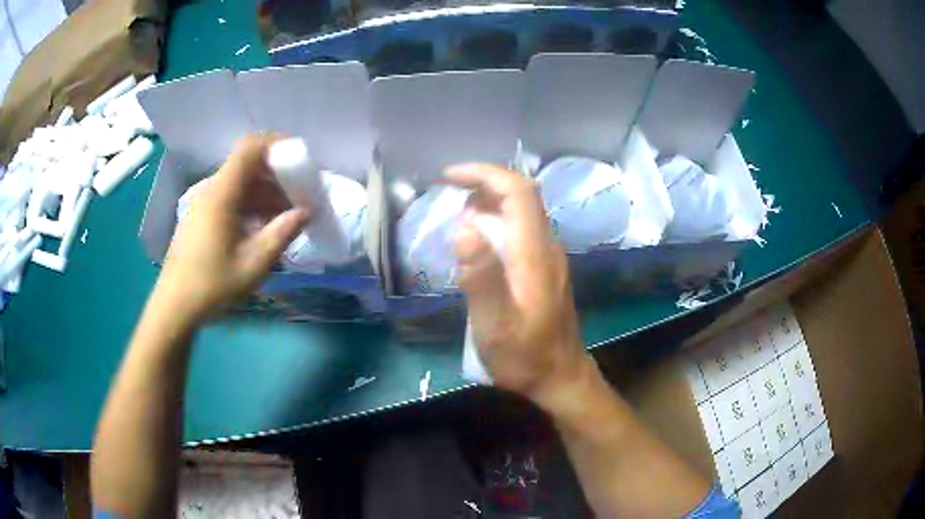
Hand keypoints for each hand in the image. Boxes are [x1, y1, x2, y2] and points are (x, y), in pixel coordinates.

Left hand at [155, 135, 308, 321]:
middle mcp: (211, 189)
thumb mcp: (253, 264)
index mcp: (222, 194)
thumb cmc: (213, 284)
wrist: (175, 305)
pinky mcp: (201, 215)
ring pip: (240, 183)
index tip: (299, 156)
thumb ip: (282, 233)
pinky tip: (262, 228)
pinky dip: (250, 204)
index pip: (249, 147)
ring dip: (265, 193)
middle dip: (276, 176)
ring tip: (285, 218)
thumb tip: (306, 212)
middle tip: (298, 197)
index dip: (276, 143)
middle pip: (248, 166)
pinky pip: (230, 197)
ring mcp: (203, 202)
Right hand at [446, 164, 592, 408]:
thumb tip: (464, 229)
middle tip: (448, 196)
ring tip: (457, 218)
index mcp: (534, 253)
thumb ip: (481, 278)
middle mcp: (547, 246)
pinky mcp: (546, 269)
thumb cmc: (525, 356)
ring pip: (522, 212)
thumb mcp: (496, 325)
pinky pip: (522, 230)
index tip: (450, 177)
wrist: (561, 378)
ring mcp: (550, 257)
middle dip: (483, 184)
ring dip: (489, 203)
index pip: (518, 191)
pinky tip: (478, 244)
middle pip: (522, 195)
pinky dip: (496, 222)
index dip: (485, 174)